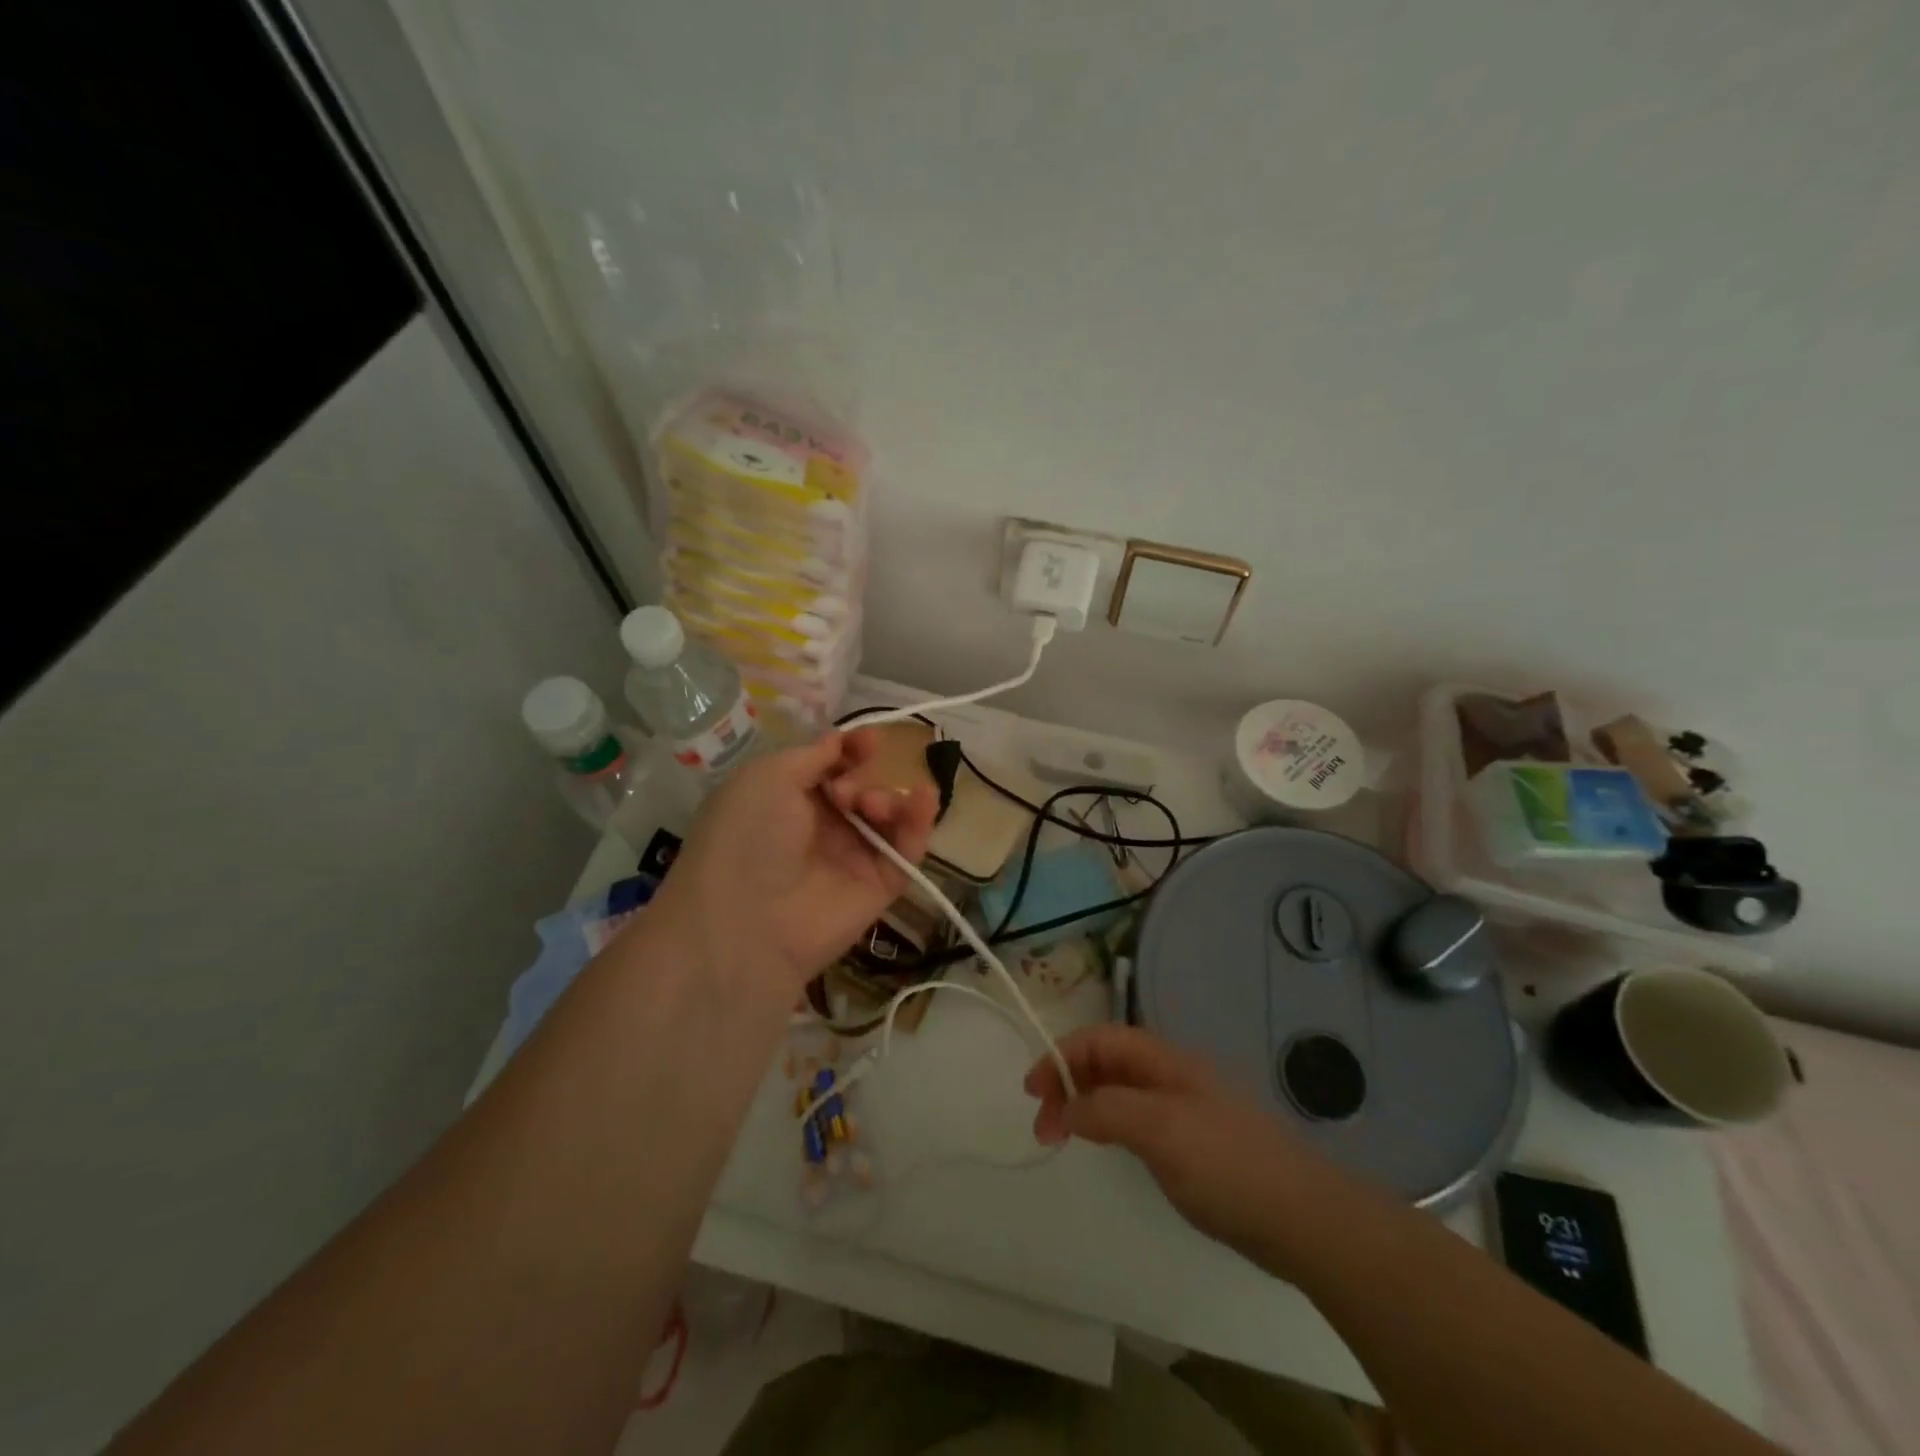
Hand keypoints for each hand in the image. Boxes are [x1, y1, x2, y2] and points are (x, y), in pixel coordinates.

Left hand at [649, 729, 938, 998]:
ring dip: (889, 798)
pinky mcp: (879, 886)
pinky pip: (907, 850)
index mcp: (787, 799)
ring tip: (872, 807)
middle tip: (846, 794)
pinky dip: (920, 822)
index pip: (832, 767)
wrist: (746, 921)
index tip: (870, 740)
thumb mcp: (769, 776)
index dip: (853, 749)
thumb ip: (814, 755)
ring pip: (888, 816)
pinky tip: (925, 798)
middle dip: (863, 778)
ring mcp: (851, 858)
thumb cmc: (749, 835)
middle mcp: (821, 827)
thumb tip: (841, 740)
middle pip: (863, 787)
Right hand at [1025, 1024, 1344, 1276]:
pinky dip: (1109, 1123)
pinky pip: (1137, 1117)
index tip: (1032, 1091)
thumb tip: (1065, 1108)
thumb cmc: (1227, 1165)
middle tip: (1043, 1126)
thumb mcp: (1159, 1130)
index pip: (1101, 1039)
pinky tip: (1105, 1146)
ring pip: (1120, 1090)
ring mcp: (1185, 1108)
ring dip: (1085, 1104)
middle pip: (1108, 1061)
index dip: (1061, 1056)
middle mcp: (1172, 1075)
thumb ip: (1107, 1110)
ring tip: (1061, 1136)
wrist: (1303, 1219)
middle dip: (1068, 1082)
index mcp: (1165, 1060)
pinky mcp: (1194, 1142)